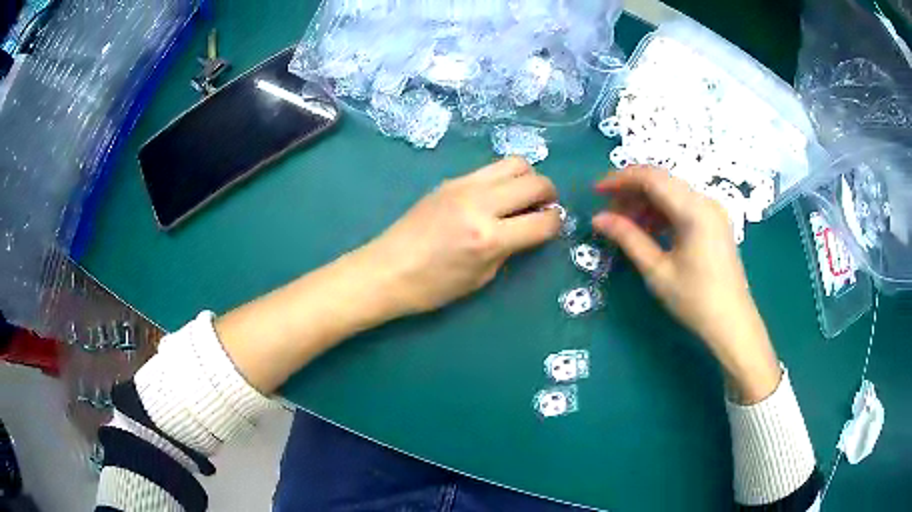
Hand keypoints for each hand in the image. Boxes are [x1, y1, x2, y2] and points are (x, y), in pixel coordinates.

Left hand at [364, 157, 560, 314]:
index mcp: (489, 238)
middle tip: (543, 208)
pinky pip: (489, 169)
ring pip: (514, 162)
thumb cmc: (432, 287)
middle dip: (549, 194)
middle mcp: (480, 204)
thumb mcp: (481, 277)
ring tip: (522, 196)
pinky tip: (495, 196)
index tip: (554, 226)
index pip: (543, 221)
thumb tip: (531, 229)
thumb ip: (511, 249)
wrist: (386, 270)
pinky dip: (503, 178)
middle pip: (535, 181)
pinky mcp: (450, 180)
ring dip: (528, 178)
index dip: (556, 223)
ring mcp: (463, 186)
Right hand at [592, 166, 779, 403]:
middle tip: (609, 214)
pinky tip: (649, 231)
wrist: (732, 323)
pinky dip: (662, 212)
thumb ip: (628, 238)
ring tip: (626, 225)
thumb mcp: (658, 271)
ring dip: (646, 203)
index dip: (621, 179)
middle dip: (632, 192)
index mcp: (694, 210)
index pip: (651, 178)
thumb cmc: (695, 300)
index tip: (596, 192)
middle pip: (662, 181)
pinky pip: (683, 205)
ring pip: (672, 192)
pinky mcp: (715, 222)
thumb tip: (598, 219)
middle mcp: (705, 201)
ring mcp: (713, 211)